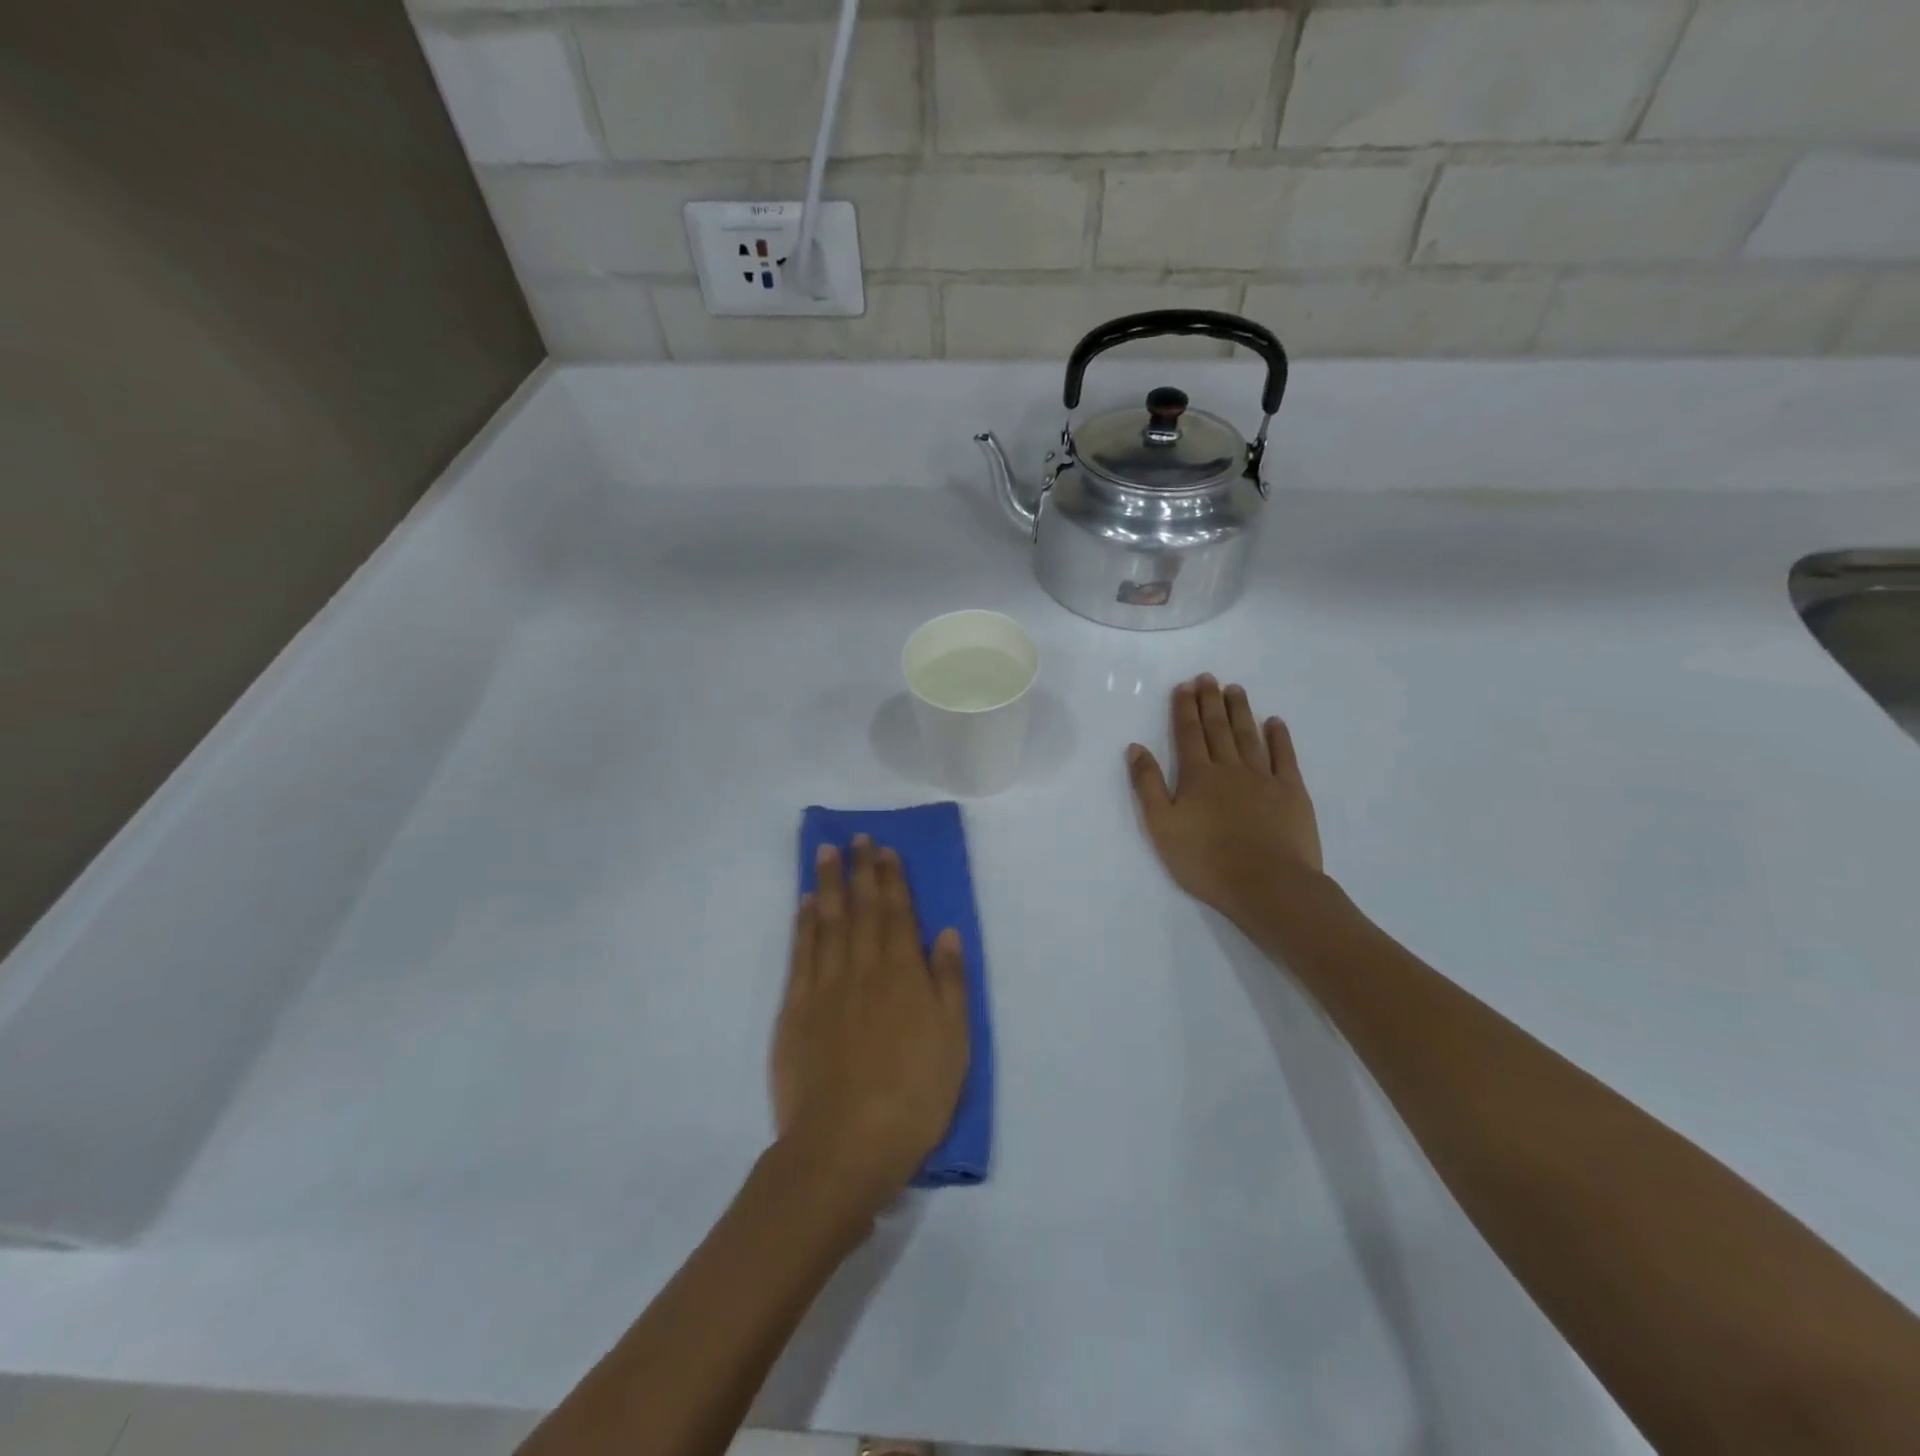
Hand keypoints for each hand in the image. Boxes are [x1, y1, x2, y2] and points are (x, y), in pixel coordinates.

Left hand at [771, 837, 968, 1211]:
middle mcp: (864, 968)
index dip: (892, 879)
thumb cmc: (913, 1095)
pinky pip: (801, 953)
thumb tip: (944, 932)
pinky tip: (806, 903)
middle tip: (857, 837)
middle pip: (862, 909)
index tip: (885, 850)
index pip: (898, 914)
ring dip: (830, 884)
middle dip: (861, 870)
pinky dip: (804, 923)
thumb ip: (949, 982)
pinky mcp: (796, 1008)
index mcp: (904, 974)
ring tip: (828, 852)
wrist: (846, 1143)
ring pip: (828, 922)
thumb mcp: (953, 1041)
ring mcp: (826, 986)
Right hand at [1127, 674, 1323, 922]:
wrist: (1267, 884)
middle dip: (1210, 702)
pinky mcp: (1292, 792)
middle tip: (1208, 677)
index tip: (1184, 686)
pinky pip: (1285, 757)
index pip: (1188, 735)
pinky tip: (1274, 722)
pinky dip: (1279, 737)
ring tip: (1235, 689)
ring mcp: (1264, 778)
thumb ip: (1148, 785)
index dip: (1184, 709)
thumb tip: (1136, 747)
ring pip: (1249, 736)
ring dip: (1240, 711)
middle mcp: (1230, 768)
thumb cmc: (1206, 861)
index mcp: (1197, 776)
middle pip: (1218, 729)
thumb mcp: (1162, 826)